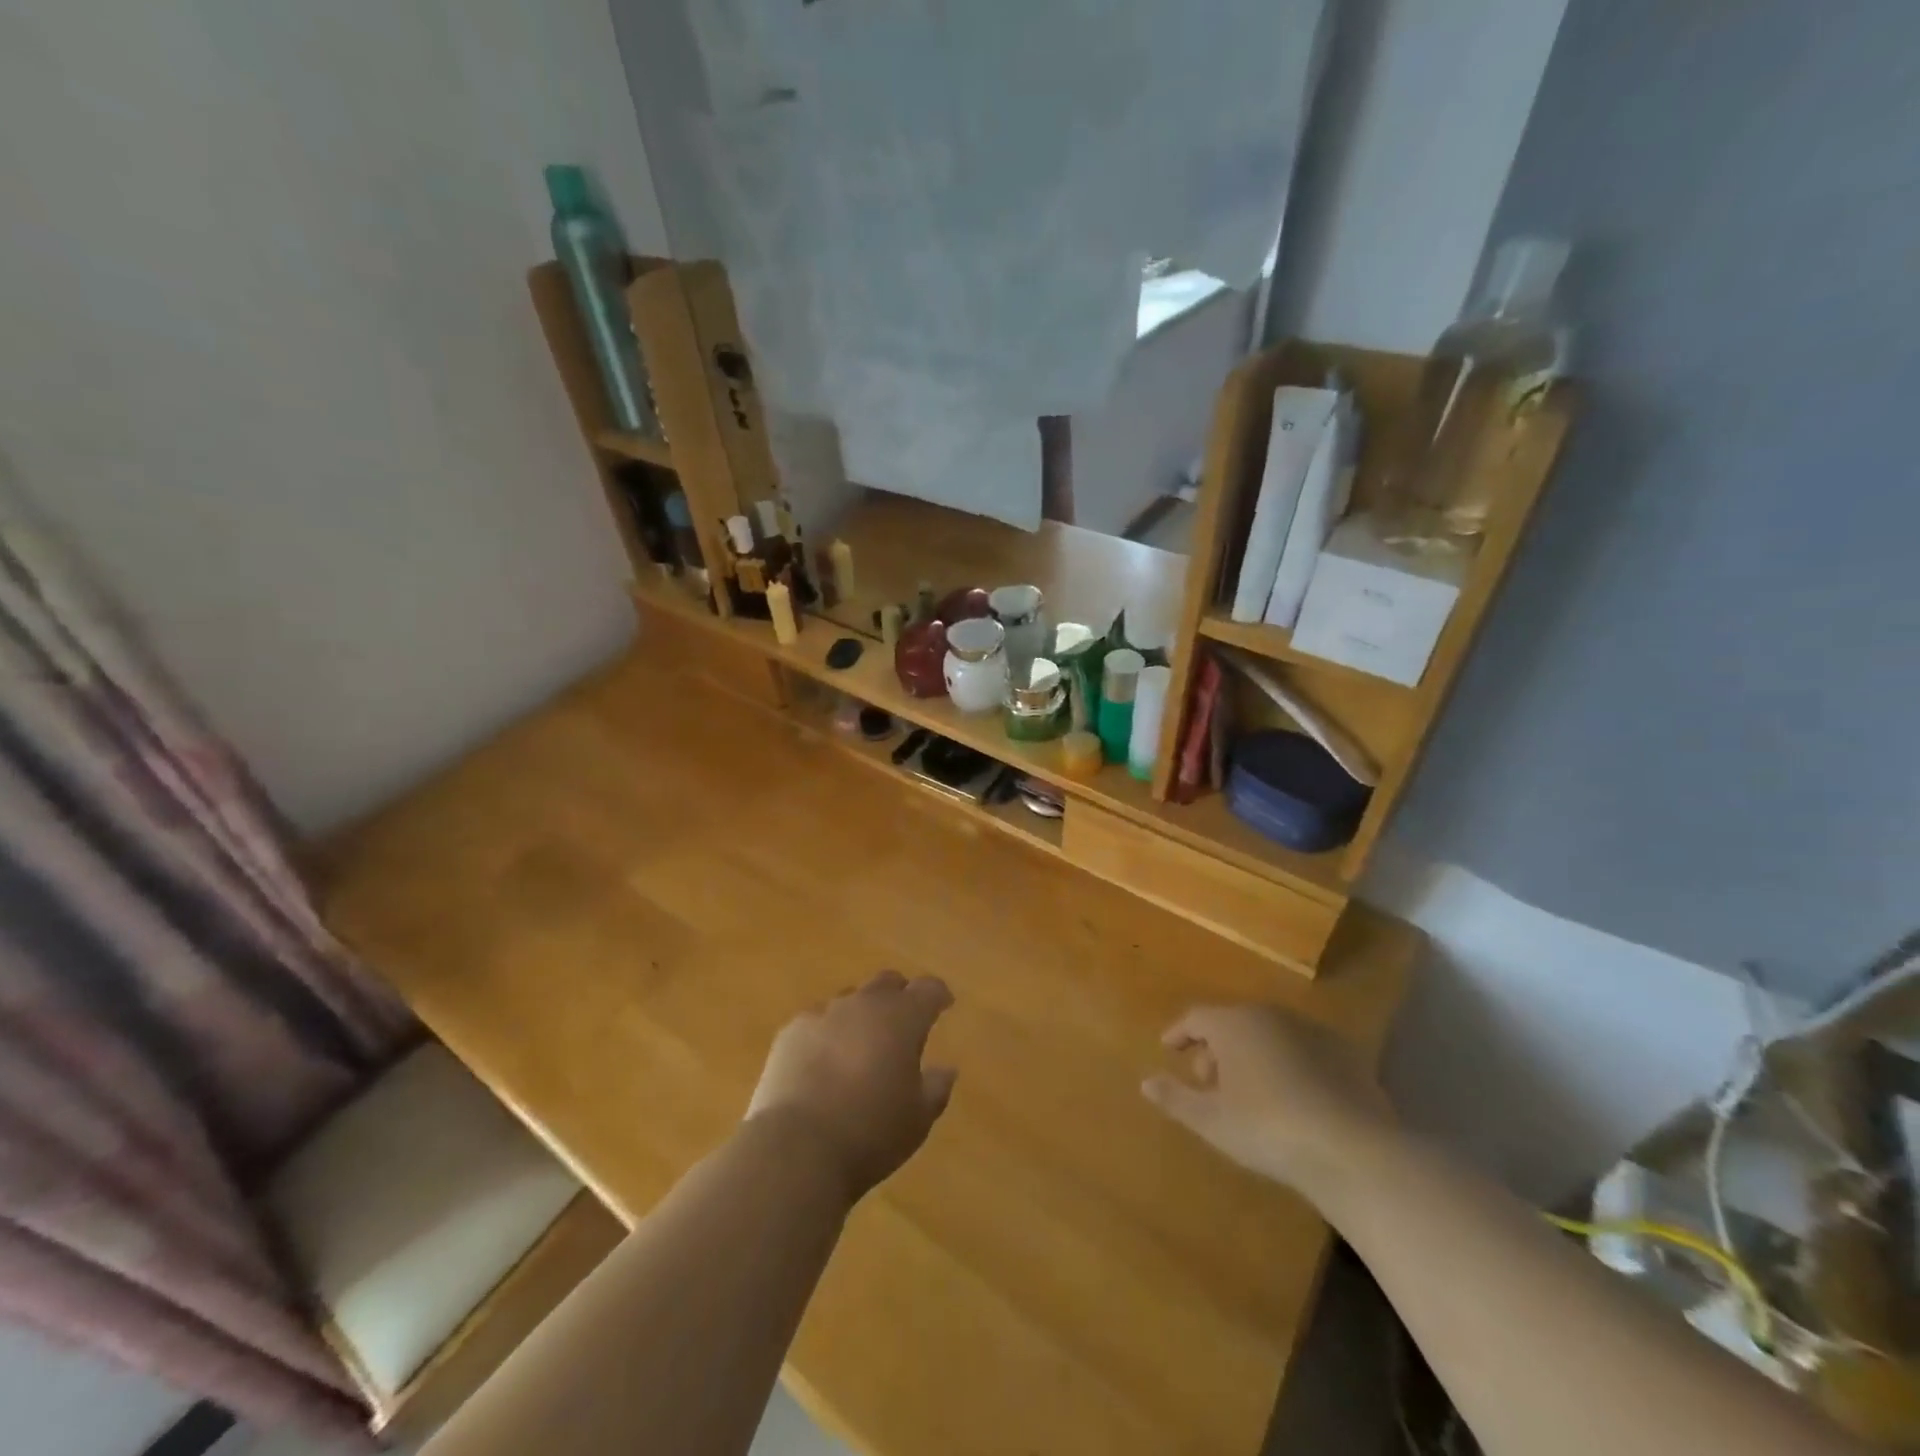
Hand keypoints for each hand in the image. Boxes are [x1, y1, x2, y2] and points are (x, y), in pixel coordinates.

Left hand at [747, 971, 956, 1202]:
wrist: (798, 1148)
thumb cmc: (871, 1133)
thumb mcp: (918, 1119)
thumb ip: (936, 1087)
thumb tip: (946, 1069)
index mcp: (902, 1018)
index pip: (928, 989)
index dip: (938, 994)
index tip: (944, 1004)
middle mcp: (863, 1004)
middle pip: (887, 982)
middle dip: (899, 996)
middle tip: (903, 1022)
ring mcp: (823, 1013)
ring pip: (849, 1000)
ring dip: (860, 1016)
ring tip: (860, 1047)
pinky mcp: (791, 1031)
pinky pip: (816, 1021)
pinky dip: (826, 1034)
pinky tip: (822, 1063)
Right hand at [1141, 1005, 1394, 1196]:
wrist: (1354, 1149)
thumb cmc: (1268, 1128)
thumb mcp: (1211, 1120)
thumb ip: (1175, 1098)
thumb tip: (1145, 1082)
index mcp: (1234, 1023)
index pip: (1196, 1017)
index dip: (1179, 1033)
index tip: (1168, 1049)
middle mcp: (1270, 1015)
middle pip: (1232, 1023)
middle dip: (1215, 1049)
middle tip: (1207, 1083)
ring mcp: (1311, 1031)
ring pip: (1268, 1035)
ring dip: (1251, 1056)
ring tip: (1247, 1093)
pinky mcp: (1345, 1054)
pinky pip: (1301, 1051)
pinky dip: (1286, 1065)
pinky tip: (1290, 1098)